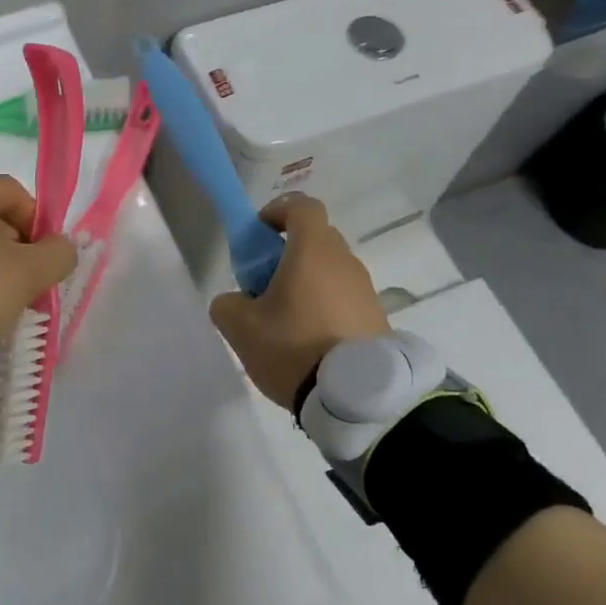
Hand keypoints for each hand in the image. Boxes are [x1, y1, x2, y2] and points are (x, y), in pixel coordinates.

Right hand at [210, 195, 389, 408]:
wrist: (356, 397)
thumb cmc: (293, 348)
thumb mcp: (240, 327)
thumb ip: (227, 304)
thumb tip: (236, 301)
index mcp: (313, 251)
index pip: (301, 206)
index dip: (277, 211)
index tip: (259, 234)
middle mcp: (344, 261)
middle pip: (316, 239)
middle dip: (288, 253)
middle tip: (265, 285)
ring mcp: (366, 290)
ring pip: (331, 271)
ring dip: (308, 283)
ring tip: (286, 322)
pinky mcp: (378, 318)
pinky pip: (345, 298)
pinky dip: (326, 307)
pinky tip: (311, 343)